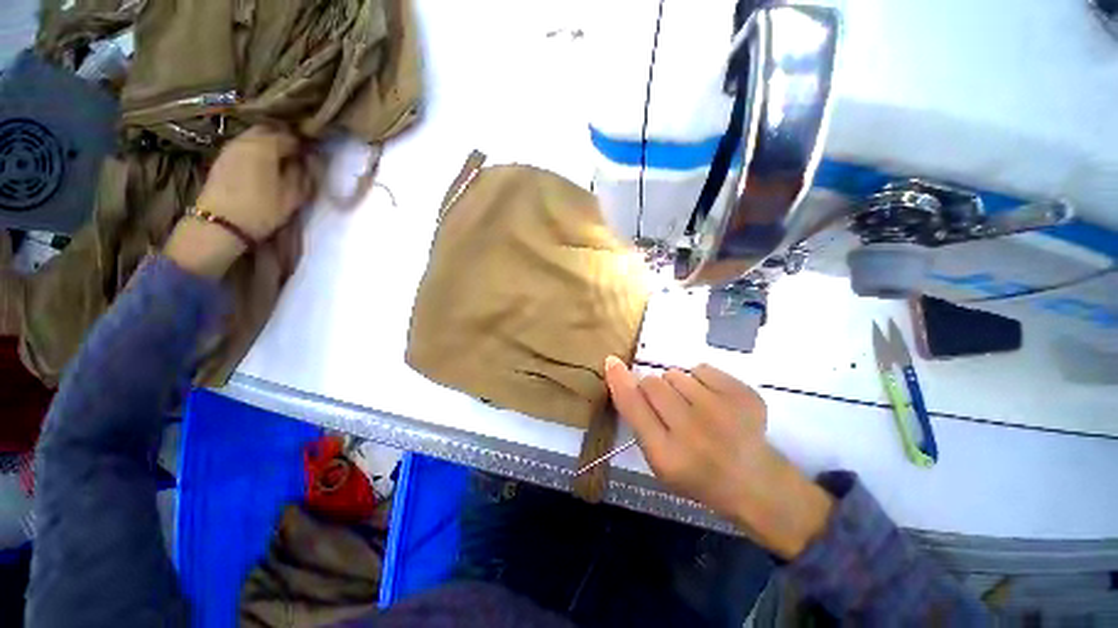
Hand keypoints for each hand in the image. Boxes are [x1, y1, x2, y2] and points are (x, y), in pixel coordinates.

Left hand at [165, 125, 315, 276]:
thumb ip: (303, 174)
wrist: (220, 224)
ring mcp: (231, 147)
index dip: (304, 143)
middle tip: (297, 153)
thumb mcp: (293, 196)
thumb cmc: (262, 210)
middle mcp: (246, 139)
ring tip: (281, 158)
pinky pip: (244, 145)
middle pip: (270, 129)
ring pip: (255, 135)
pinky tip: (263, 163)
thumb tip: (308, 160)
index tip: (313, 154)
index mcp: (266, 146)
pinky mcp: (222, 158)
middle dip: (284, 137)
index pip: (291, 136)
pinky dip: (257, 149)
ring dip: (269, 143)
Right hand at [604, 357, 832, 559]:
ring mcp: (723, 410)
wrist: (755, 483)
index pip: (633, 405)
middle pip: (653, 382)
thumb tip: (621, 374)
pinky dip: (701, 381)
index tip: (612, 362)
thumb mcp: (658, 458)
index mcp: (667, 455)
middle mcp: (693, 431)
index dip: (620, 381)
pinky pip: (701, 368)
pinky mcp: (744, 395)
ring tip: (694, 408)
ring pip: (675, 374)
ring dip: (677, 386)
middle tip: (669, 407)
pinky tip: (714, 402)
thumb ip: (637, 419)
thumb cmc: (697, 474)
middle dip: (653, 389)